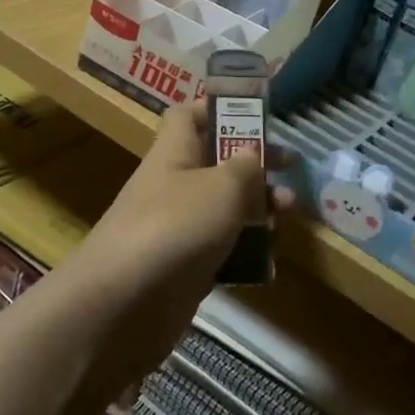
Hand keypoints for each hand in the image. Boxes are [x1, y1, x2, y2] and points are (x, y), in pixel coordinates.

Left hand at [75, 104, 292, 379]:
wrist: (124, 305)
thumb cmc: (176, 226)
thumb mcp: (222, 186)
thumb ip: (244, 166)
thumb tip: (251, 153)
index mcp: (173, 153)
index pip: (187, 116)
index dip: (218, 110)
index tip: (254, 117)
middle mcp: (172, 186)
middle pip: (214, 162)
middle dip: (254, 163)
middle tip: (290, 168)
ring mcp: (177, 229)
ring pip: (222, 207)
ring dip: (256, 206)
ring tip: (290, 211)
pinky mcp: (184, 268)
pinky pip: (220, 247)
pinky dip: (245, 247)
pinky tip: (271, 251)